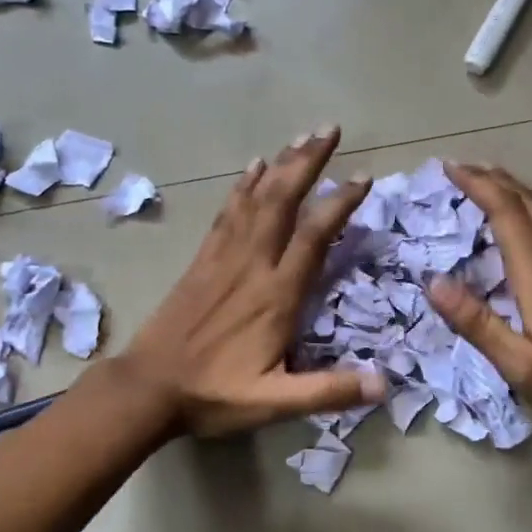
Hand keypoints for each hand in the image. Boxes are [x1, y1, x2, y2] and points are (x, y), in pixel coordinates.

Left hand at [119, 127, 386, 437]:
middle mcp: (252, 265)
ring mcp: (223, 258)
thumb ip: (328, 391)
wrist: (147, 388)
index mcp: (275, 295)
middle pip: (283, 200)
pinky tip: (254, 167)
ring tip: (302, 136)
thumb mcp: (274, 402)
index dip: (339, 204)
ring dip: (281, 164)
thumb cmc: (213, 394)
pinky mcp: (202, 260)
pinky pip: (227, 213)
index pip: (313, 237)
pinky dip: (243, 186)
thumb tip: (384, 383)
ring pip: (256, 199)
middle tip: (330, 129)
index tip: (363, 177)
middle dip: (308, 161)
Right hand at [426, 163, 531, 449]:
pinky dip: (529, 207)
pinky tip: (521, 218)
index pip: (508, 213)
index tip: (449, 169)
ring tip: (485, 181)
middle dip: (493, 178)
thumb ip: (477, 323)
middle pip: (529, 201)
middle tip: (459, 169)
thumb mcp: (520, 366)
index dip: (478, 186)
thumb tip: (434, 282)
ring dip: (513, 189)